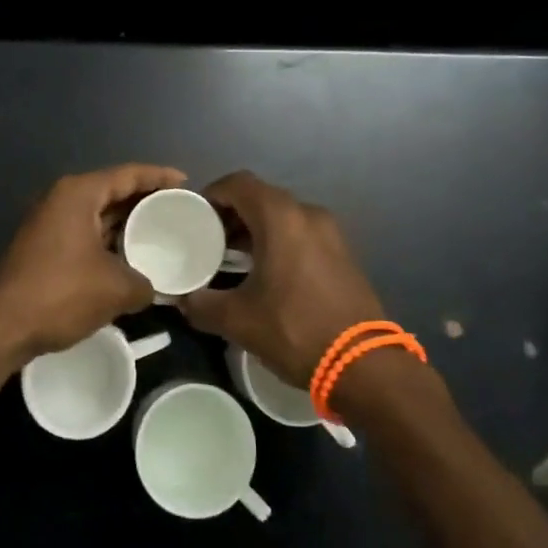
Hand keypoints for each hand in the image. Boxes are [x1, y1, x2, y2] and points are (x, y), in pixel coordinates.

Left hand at [0, 163, 186, 367]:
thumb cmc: (61, 294)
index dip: (160, 177)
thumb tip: (153, 289)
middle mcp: (61, 198)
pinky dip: (108, 238)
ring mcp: (48, 221)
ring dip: (125, 222)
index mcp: (79, 194)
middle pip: (112, 189)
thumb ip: (145, 283)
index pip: (128, 174)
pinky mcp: (42, 245)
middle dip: (144, 199)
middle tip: (177, 210)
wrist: (1, 328)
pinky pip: (85, 231)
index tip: (187, 184)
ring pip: (97, 213)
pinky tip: (128, 256)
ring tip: (159, 232)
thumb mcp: (116, 289)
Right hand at [180, 171, 388, 386]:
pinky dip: (280, 241)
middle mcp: (307, 213)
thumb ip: (202, 305)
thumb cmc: (295, 329)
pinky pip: (302, 233)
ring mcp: (330, 232)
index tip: (195, 218)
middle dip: (232, 214)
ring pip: (283, 216)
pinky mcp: (343, 253)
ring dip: (256, 229)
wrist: (365, 364)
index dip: (212, 194)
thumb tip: (182, 301)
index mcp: (280, 217)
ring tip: (234, 259)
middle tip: (210, 240)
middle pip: (261, 197)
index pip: (238, 183)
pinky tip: (267, 274)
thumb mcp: (239, 320)